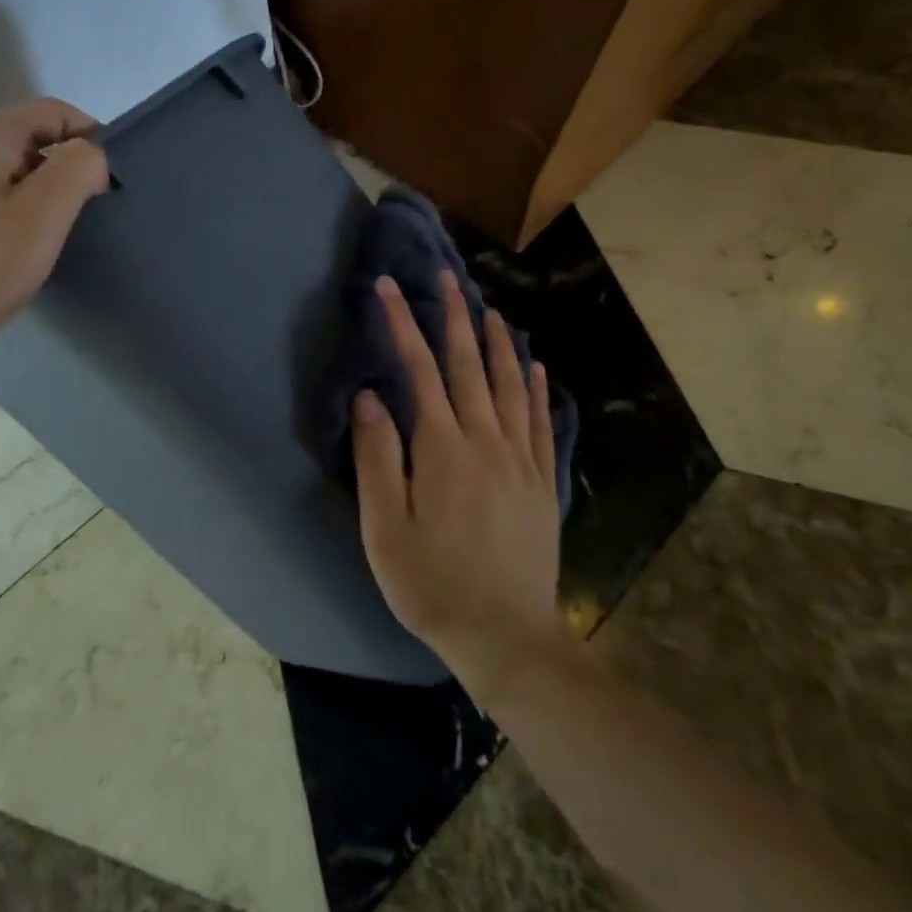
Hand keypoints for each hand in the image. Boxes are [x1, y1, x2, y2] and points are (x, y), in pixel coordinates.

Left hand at [0, 99, 109, 359]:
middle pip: (34, 138)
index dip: (90, 135)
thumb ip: (79, 168)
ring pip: (17, 171)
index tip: (111, 179)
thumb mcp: (45, 212)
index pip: (52, 110)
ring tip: (63, 232)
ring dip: (48, 193)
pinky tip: (29, 247)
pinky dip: (24, 212)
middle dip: (70, 167)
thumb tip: (91, 156)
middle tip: (92, 210)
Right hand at [352, 269, 569, 704]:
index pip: (418, 370)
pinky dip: (535, 386)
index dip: (402, 323)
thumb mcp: (384, 529)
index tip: (389, 286)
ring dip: (497, 341)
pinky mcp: (542, 479)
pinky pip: (541, 419)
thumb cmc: (432, 584)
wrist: (506, 636)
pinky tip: (534, 365)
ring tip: (488, 308)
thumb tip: (369, 397)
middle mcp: (485, 440)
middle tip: (446, 276)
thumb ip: (377, 457)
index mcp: (442, 449)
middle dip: (454, 315)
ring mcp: (520, 458)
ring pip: (509, 384)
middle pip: (468, 364)